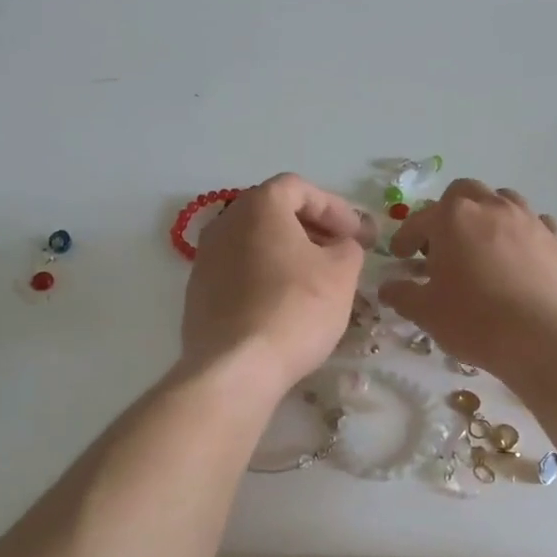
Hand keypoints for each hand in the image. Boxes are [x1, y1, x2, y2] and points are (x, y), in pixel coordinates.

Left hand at [182, 174, 376, 393]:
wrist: (236, 367)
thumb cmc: (295, 309)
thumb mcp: (341, 273)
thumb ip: (348, 247)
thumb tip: (342, 245)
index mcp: (258, 206)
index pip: (299, 188)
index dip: (334, 207)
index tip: (358, 235)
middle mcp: (224, 223)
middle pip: (273, 213)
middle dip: (311, 229)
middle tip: (340, 252)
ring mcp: (205, 259)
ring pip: (254, 243)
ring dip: (287, 254)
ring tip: (315, 280)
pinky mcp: (197, 293)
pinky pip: (238, 272)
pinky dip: (264, 277)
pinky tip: (283, 305)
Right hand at [378, 180, 556, 378]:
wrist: (542, 339)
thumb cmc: (474, 320)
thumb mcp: (425, 312)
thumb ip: (402, 294)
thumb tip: (387, 288)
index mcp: (452, 219)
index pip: (419, 219)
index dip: (405, 238)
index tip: (401, 257)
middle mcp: (490, 207)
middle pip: (463, 192)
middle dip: (448, 213)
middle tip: (442, 244)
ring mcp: (528, 220)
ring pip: (503, 200)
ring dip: (487, 215)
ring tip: (481, 245)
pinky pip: (536, 223)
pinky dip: (522, 233)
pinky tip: (519, 255)